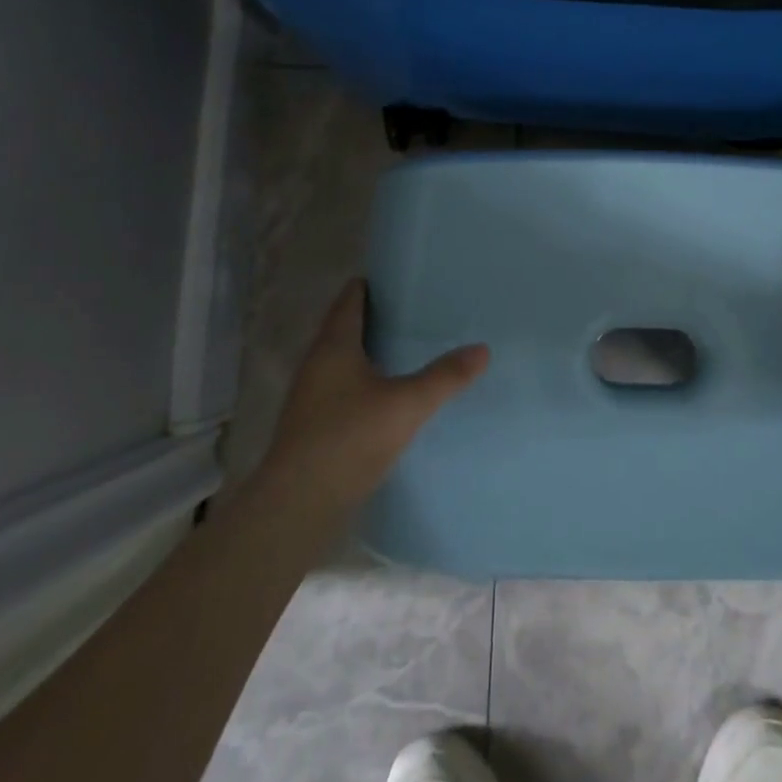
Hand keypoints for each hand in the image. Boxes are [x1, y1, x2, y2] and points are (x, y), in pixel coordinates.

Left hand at [258, 279, 489, 511]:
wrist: (299, 503)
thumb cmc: (350, 438)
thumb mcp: (407, 404)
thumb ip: (445, 376)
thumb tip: (482, 349)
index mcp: (333, 346)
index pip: (349, 300)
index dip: (370, 285)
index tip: (399, 277)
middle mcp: (316, 364)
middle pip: (344, 328)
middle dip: (375, 317)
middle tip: (414, 311)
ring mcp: (312, 396)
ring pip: (342, 360)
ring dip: (369, 351)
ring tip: (407, 349)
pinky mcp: (314, 425)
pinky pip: (343, 388)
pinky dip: (365, 380)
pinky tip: (389, 394)